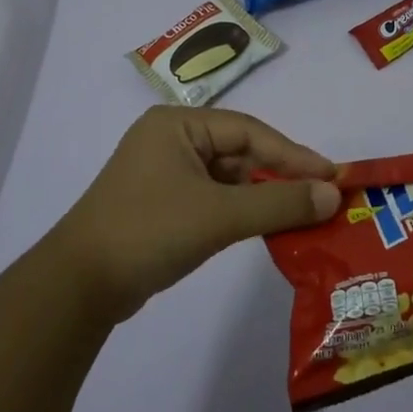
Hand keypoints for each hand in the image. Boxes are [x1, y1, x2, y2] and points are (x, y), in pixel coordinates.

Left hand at [45, 106, 339, 324]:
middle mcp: (170, 140)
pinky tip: (265, 227)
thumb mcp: (220, 215)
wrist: (78, 287)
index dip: (294, 155)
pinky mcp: (161, 204)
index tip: (333, 176)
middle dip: (279, 177)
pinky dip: (240, 212)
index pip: (249, 132)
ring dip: (262, 197)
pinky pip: (213, 199)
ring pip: (228, 178)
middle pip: (240, 153)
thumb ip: (280, 204)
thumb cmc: (149, 231)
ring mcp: (163, 173)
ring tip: (302, 216)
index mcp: (177, 125)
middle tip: (322, 198)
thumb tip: (333, 194)